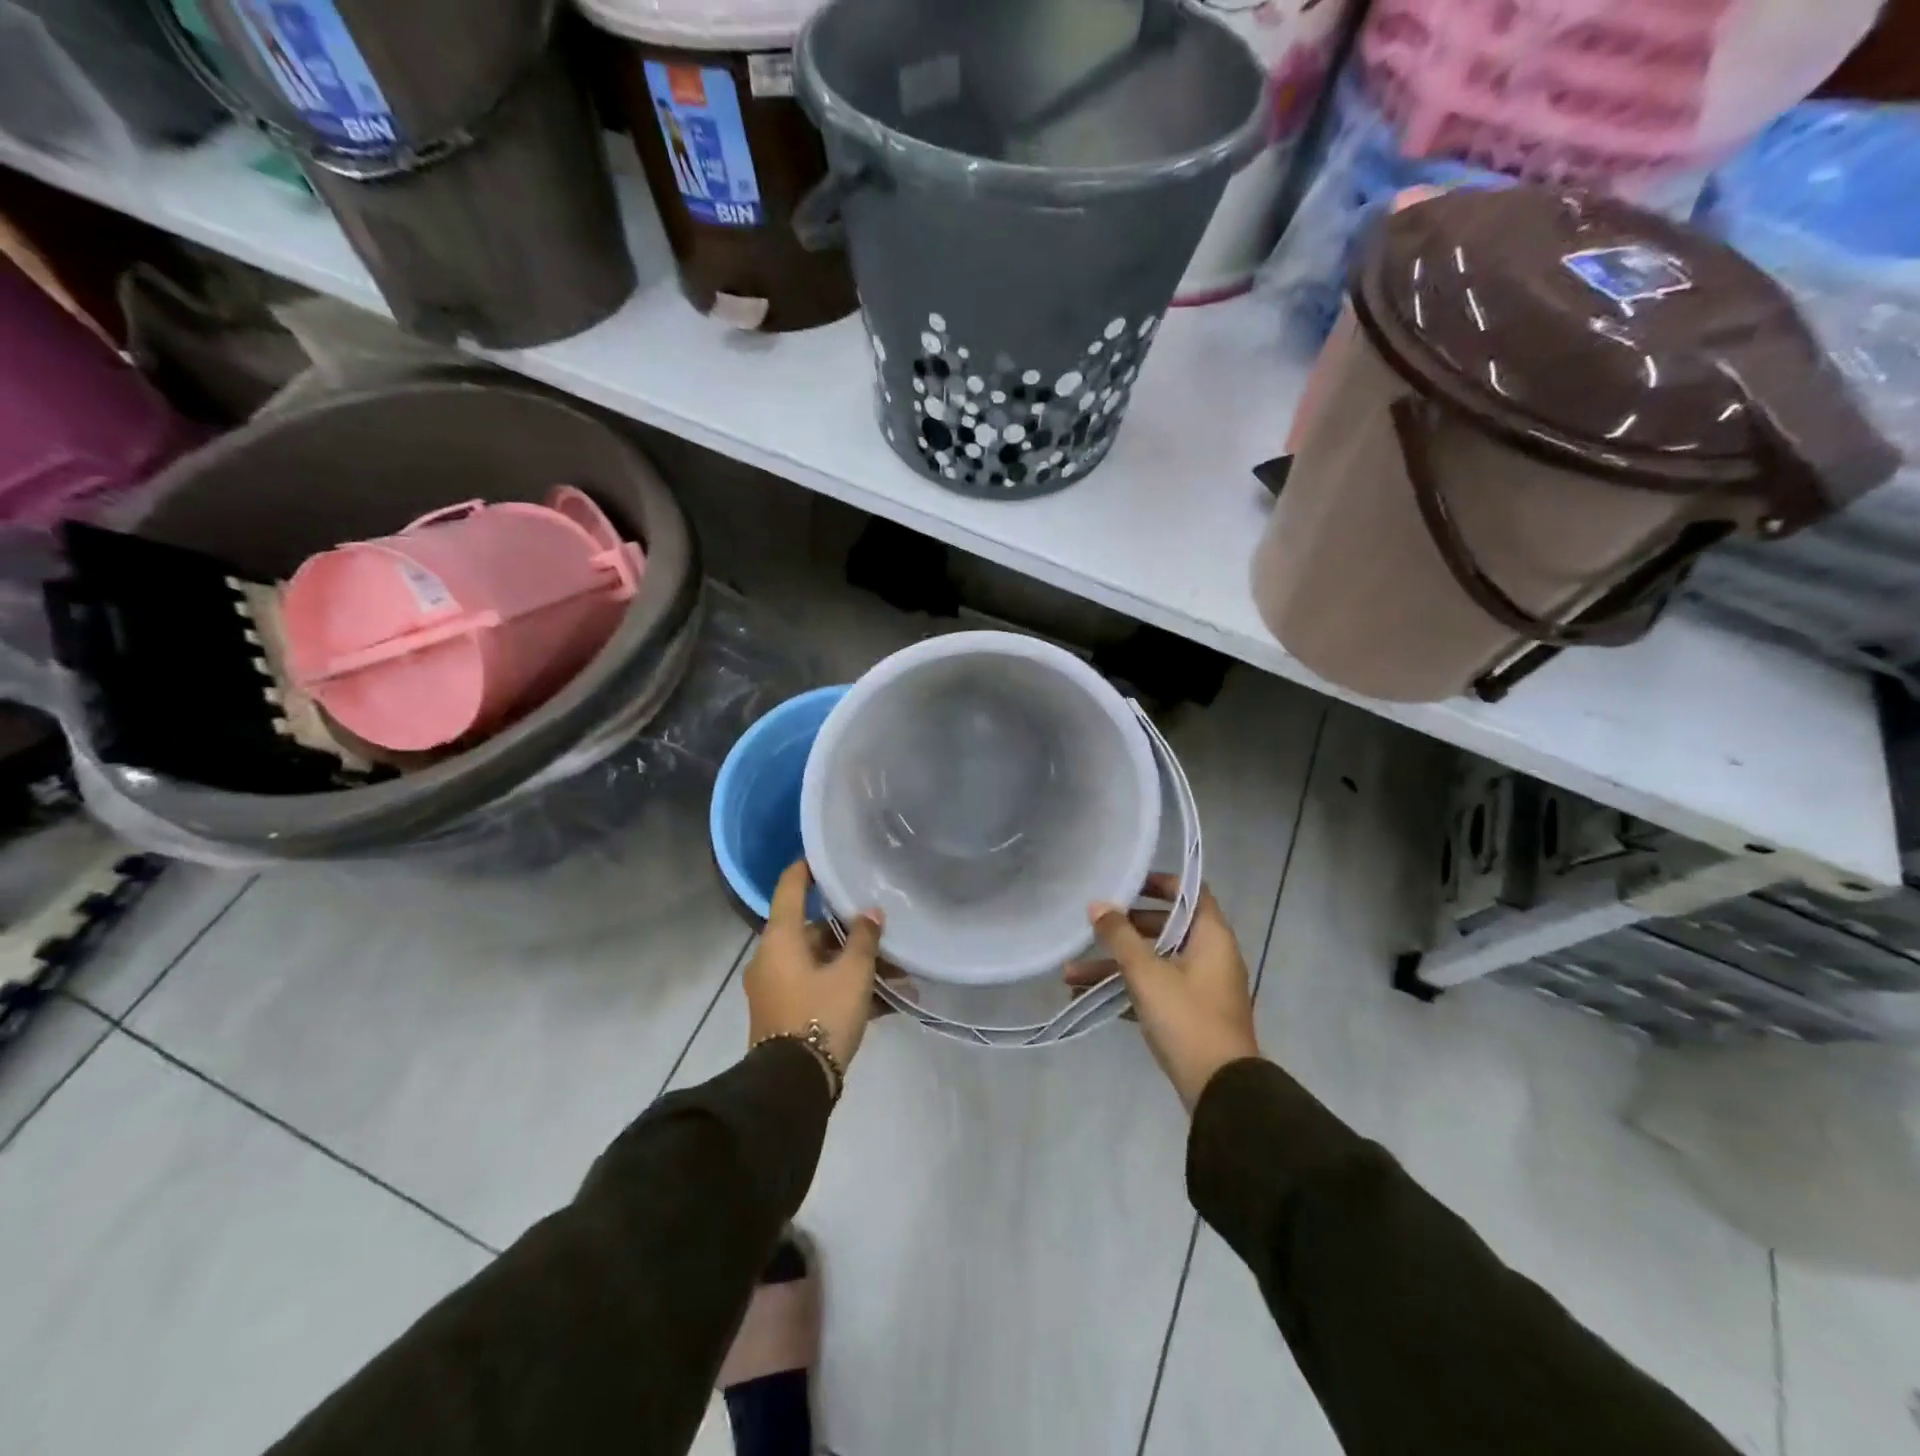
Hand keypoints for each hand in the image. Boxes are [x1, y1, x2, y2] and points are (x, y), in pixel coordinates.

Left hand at [744, 861, 885, 1087]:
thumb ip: (864, 938)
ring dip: (857, 966)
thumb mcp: (852, 974)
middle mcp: (773, 957)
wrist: (792, 1086)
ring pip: (822, 963)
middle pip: (815, 930)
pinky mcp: (786, 1013)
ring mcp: (777, 987)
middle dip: (852, 932)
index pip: (791, 887)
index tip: (826, 854)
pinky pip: (820, 989)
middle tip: (885, 931)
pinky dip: (847, 989)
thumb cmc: (821, 1015)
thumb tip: (871, 913)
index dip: (808, 867)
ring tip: (900, 976)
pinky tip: (888, 1001)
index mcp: (781, 938)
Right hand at [1068, 873, 1260, 1110]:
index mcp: (1211, 937)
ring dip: (1114, 966)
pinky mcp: (1190, 1015)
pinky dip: (1125, 990)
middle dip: (1122, 931)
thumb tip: (1097, 905)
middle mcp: (1210, 956)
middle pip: (1164, 928)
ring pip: (1153, 963)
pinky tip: (1085, 997)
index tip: (1127, 883)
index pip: (1190, 893)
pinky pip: (1153, 990)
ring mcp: (1200, 987)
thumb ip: (1119, 936)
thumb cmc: (1187, 1018)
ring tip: (1069, 975)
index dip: (1160, 883)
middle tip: (1092, 928)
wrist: (1221, 1090)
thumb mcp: (1147, 972)